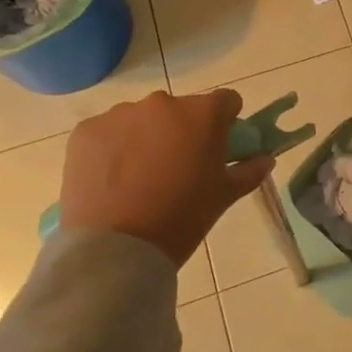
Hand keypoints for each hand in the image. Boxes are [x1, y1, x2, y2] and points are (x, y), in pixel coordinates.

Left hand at [58, 89, 274, 265]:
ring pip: (142, 119)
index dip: (226, 122)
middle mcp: (162, 103)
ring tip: (139, 178)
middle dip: (182, 131)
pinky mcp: (87, 130)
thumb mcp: (223, 196)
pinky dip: (112, 148)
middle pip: (181, 109)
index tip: (219, 146)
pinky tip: (111, 180)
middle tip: (177, 168)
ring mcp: (120, 114)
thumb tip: (265, 159)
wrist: (116, 249)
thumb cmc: (181, 219)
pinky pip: (108, 132)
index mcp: (202, 114)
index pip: (226, 101)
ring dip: (146, 137)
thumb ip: (249, 171)